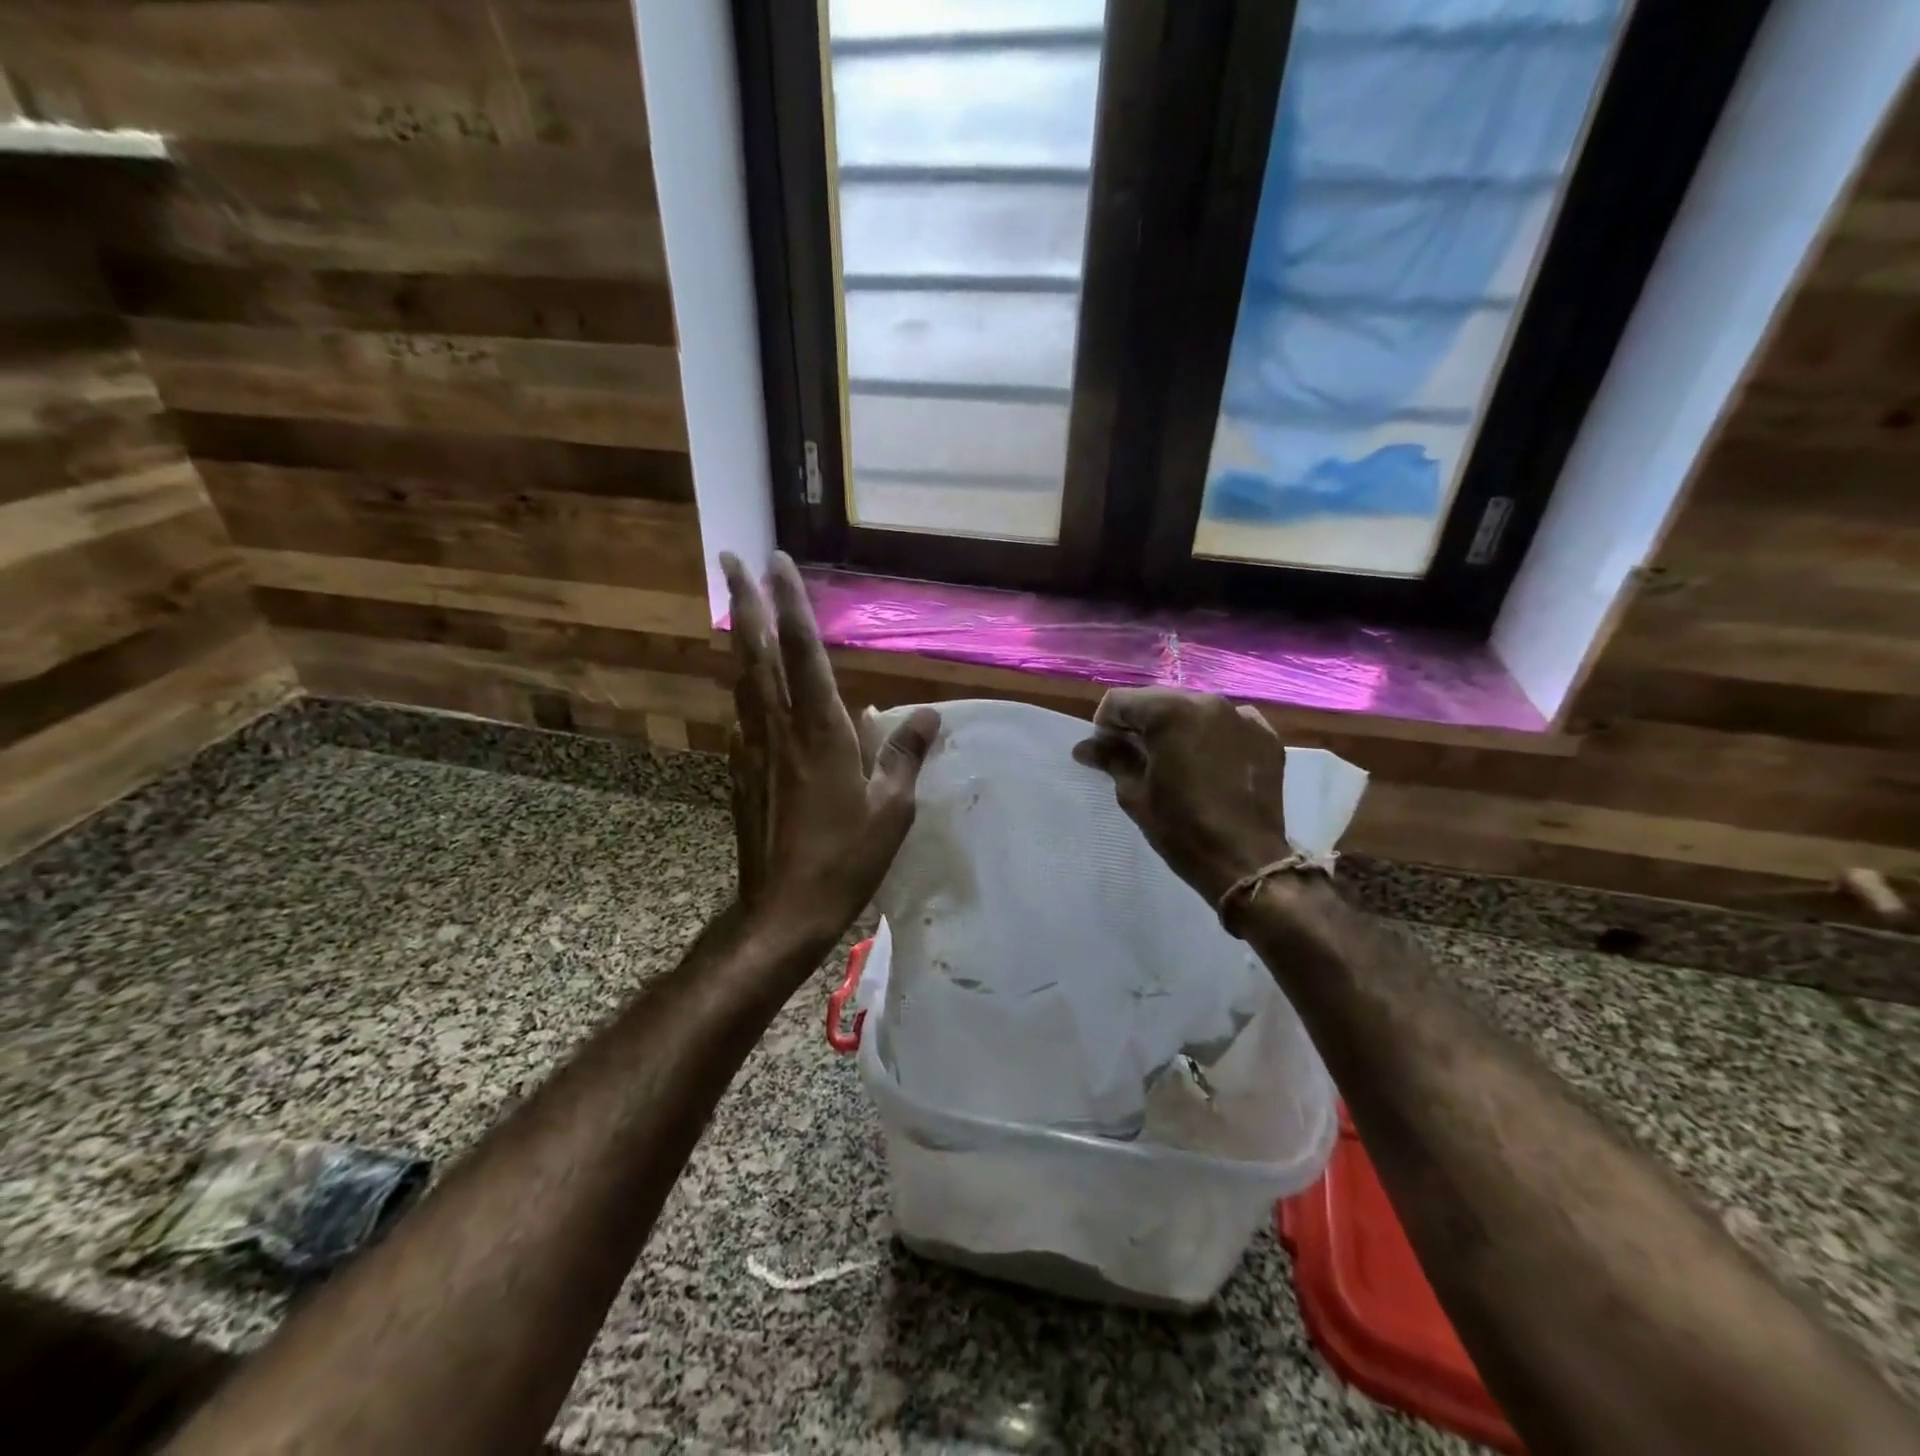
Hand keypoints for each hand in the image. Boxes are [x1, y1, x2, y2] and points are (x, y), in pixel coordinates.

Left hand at [722, 551, 938, 949]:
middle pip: (757, 652)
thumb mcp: (892, 810)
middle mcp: (780, 729)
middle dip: (743, 601)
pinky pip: (743, 715)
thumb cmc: (846, 859)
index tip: (778, 562)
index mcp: (821, 732)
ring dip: (739, 636)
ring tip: (736, 605)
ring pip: (742, 679)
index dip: (791, 604)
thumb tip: (927, 714)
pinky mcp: (741, 772)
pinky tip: (751, 685)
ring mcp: (753, 749)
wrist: (783, 910)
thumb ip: (905, 755)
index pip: (804, 652)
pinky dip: (745, 685)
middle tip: (730, 558)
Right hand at [1072, 688, 1291, 908]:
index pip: (1120, 701)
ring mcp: (1241, 717)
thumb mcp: (1134, 793)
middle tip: (1135, 757)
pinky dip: (1210, 736)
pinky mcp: (1264, 736)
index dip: (1105, 725)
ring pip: (1193, 709)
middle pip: (1157, 700)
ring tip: (1173, 761)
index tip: (1106, 753)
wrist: (1244, 861)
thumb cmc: (1181, 827)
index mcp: (1170, 712)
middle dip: (1140, 723)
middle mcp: (1207, 702)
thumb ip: (1111, 759)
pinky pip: (1227, 724)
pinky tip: (1207, 764)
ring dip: (1175, 728)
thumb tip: (1084, 747)